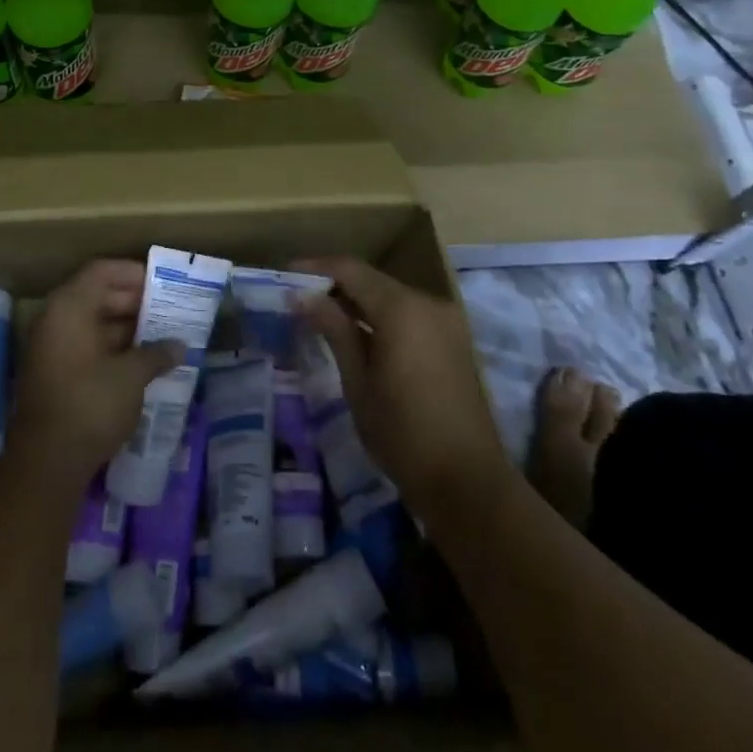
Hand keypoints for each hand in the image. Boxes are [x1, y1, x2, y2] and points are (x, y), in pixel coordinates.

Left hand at [8, 259, 183, 493]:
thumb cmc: (90, 405)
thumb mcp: (131, 376)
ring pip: (92, 323)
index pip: (101, 272)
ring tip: (160, 336)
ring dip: (124, 328)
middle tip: (167, 311)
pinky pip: (85, 346)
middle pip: (96, 295)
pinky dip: (111, 348)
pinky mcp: (52, 374)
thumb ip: (156, 353)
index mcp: (69, 307)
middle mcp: (55, 320)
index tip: (162, 283)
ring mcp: (50, 348)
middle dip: (133, 302)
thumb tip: (179, 346)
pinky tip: (139, 362)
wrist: (46, 464)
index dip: (132, 273)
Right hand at [292, 255, 516, 521]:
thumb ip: (333, 329)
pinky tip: (358, 333)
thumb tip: (302, 296)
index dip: (316, 268)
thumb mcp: (357, 381)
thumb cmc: (402, 433)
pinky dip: (382, 317)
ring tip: (322, 315)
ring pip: (391, 296)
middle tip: (299, 297)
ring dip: (358, 301)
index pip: (350, 270)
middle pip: (373, 280)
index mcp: (402, 308)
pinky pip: (409, 314)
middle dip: (335, 285)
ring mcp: (445, 321)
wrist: (467, 483)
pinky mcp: (454, 340)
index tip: (285, 274)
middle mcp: (427, 303)